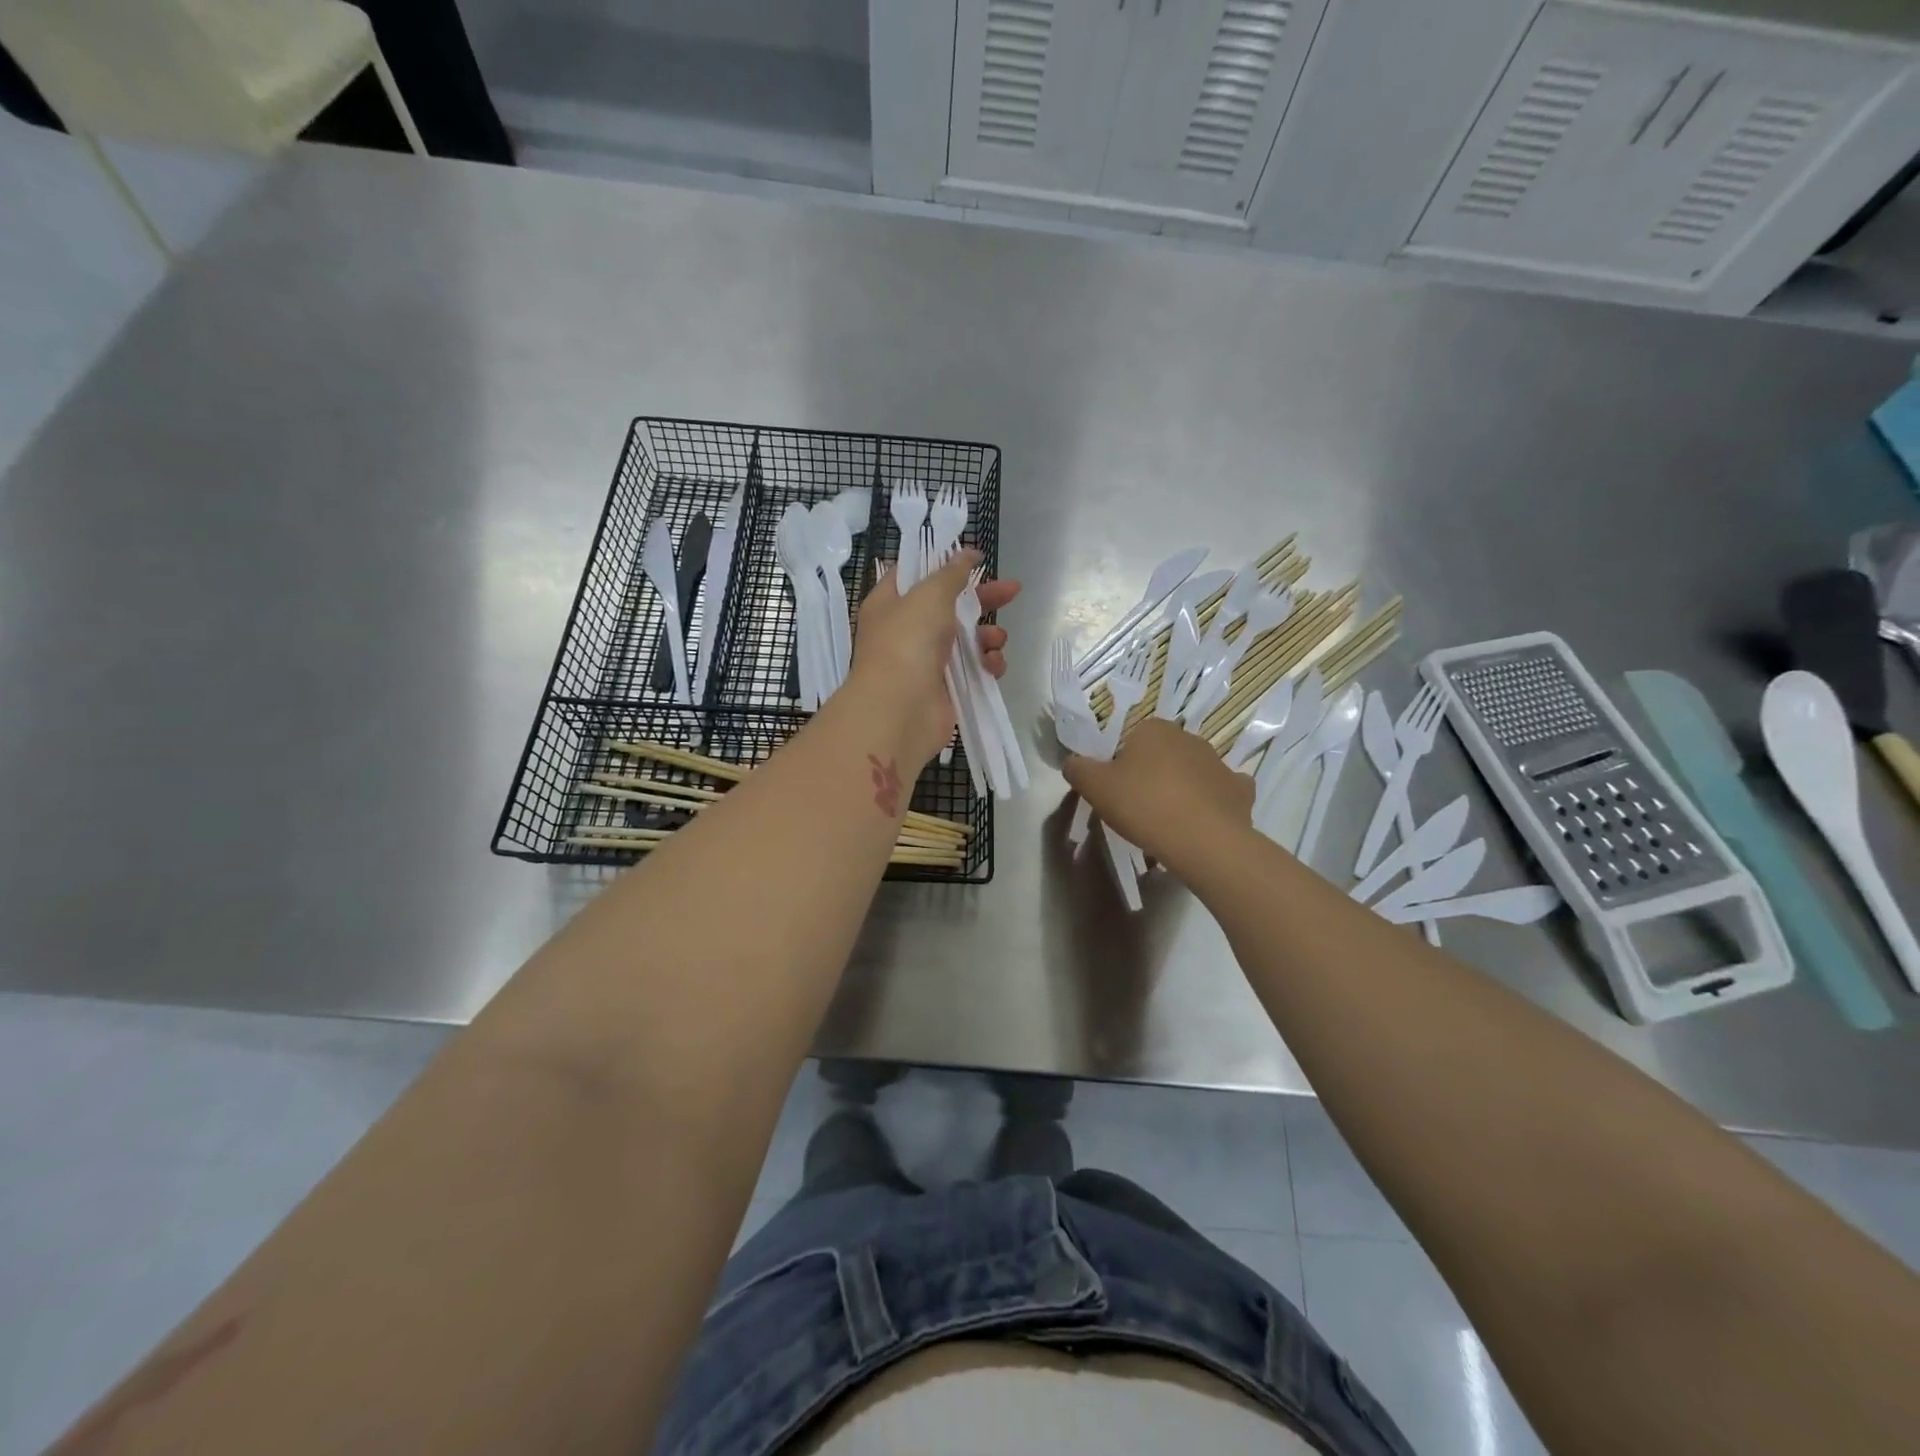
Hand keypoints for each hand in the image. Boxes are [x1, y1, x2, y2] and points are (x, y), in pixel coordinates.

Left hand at [849, 550, 1019, 767]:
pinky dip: (987, 664)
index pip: (915, 575)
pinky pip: (974, 669)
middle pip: (951, 606)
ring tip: (995, 639)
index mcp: (890, 604)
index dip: (944, 565)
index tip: (974, 559)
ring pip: (967, 639)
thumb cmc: (907, 642)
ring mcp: (926, 662)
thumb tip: (968, 554)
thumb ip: (952, 573)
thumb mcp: (930, 594)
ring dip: (987, 635)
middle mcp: (906, 631)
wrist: (900, 709)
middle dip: (983, 599)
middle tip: (1013, 590)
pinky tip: (993, 665)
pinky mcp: (946, 689)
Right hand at [1063, 718, 1252, 874]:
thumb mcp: (1095, 787)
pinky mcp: (1240, 790)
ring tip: (1166, 823)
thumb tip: (1073, 762)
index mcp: (1153, 729)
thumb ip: (1078, 769)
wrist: (1203, 841)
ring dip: (1180, 790)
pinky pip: (1220, 792)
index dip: (1118, 766)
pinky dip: (1211, 803)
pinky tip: (1201, 821)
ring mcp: (1219, 763)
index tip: (1115, 792)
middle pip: (1160, 756)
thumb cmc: (1144, 805)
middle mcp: (1188, 737)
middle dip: (1150, 776)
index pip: (1129, 740)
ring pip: (1191, 773)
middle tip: (1136, 809)